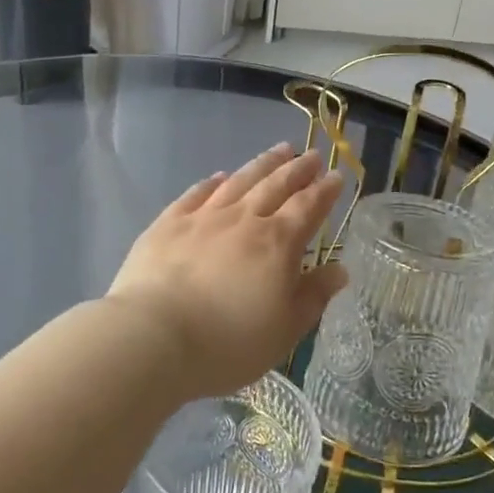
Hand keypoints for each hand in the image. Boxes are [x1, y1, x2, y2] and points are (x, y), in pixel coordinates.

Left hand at [109, 144, 348, 398]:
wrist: (155, 336)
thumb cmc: (228, 342)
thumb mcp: (285, 329)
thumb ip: (313, 296)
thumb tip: (339, 269)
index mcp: (277, 242)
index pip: (308, 207)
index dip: (325, 191)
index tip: (337, 176)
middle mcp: (243, 219)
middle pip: (276, 185)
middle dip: (298, 169)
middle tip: (312, 155)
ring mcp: (203, 217)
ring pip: (240, 181)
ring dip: (263, 164)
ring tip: (279, 150)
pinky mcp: (168, 223)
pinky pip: (197, 194)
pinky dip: (212, 182)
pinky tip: (220, 176)